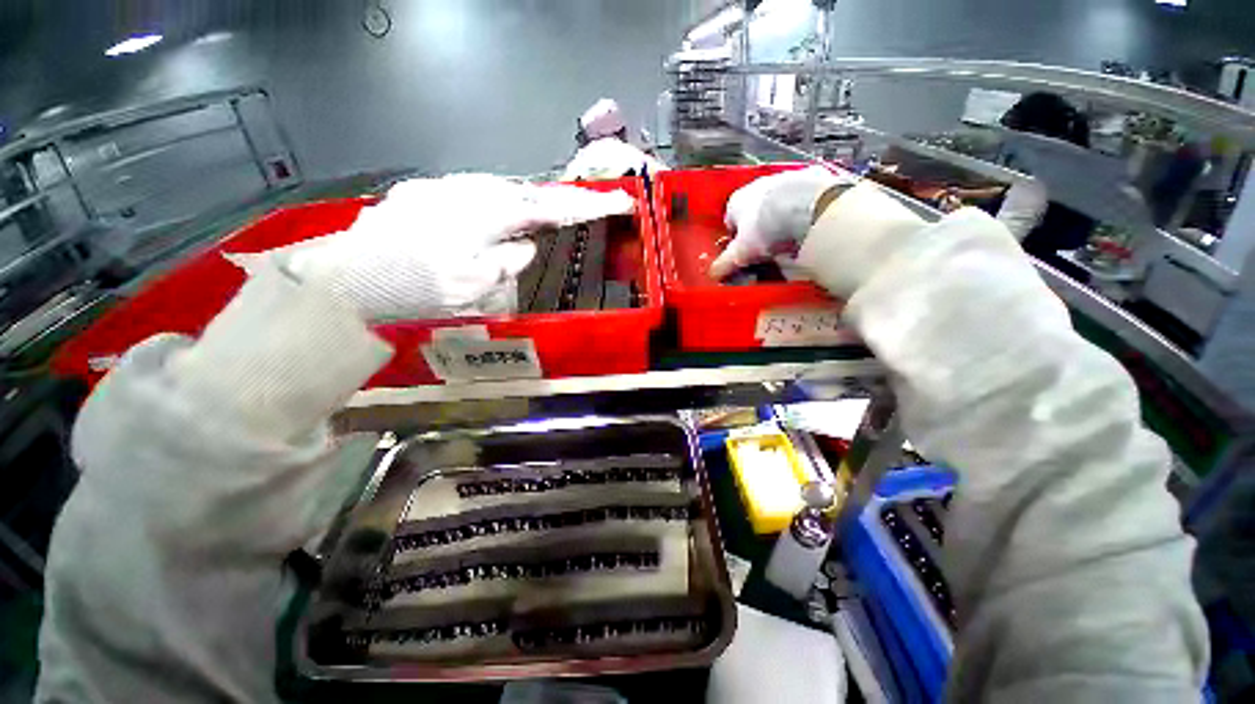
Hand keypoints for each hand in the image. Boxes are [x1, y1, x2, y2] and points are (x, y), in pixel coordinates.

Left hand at [228, 174, 634, 320]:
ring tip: (536, 223)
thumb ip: (509, 261)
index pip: (550, 207)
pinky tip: (491, 223)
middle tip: (578, 214)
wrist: (347, 278)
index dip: (586, 206)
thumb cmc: (414, 289)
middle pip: (526, 192)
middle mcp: (468, 190)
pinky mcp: (425, 193)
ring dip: (523, 205)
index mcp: (487, 214)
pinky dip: (494, 207)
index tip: (619, 200)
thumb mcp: (474, 286)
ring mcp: (444, 188)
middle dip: (555, 202)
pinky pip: (475, 195)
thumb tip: (526, 244)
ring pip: (499, 191)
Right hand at [710, 166, 855, 279]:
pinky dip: (802, 211)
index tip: (743, 254)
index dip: (735, 240)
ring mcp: (784, 179)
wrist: (806, 205)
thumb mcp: (740, 253)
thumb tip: (712, 275)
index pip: (729, 222)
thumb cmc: (764, 227)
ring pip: (777, 204)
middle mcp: (756, 185)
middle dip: (758, 229)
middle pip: (753, 212)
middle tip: (766, 250)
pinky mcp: (810, 177)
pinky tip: (807, 226)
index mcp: (736, 201)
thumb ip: (724, 264)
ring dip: (780, 219)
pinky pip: (802, 199)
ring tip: (789, 240)